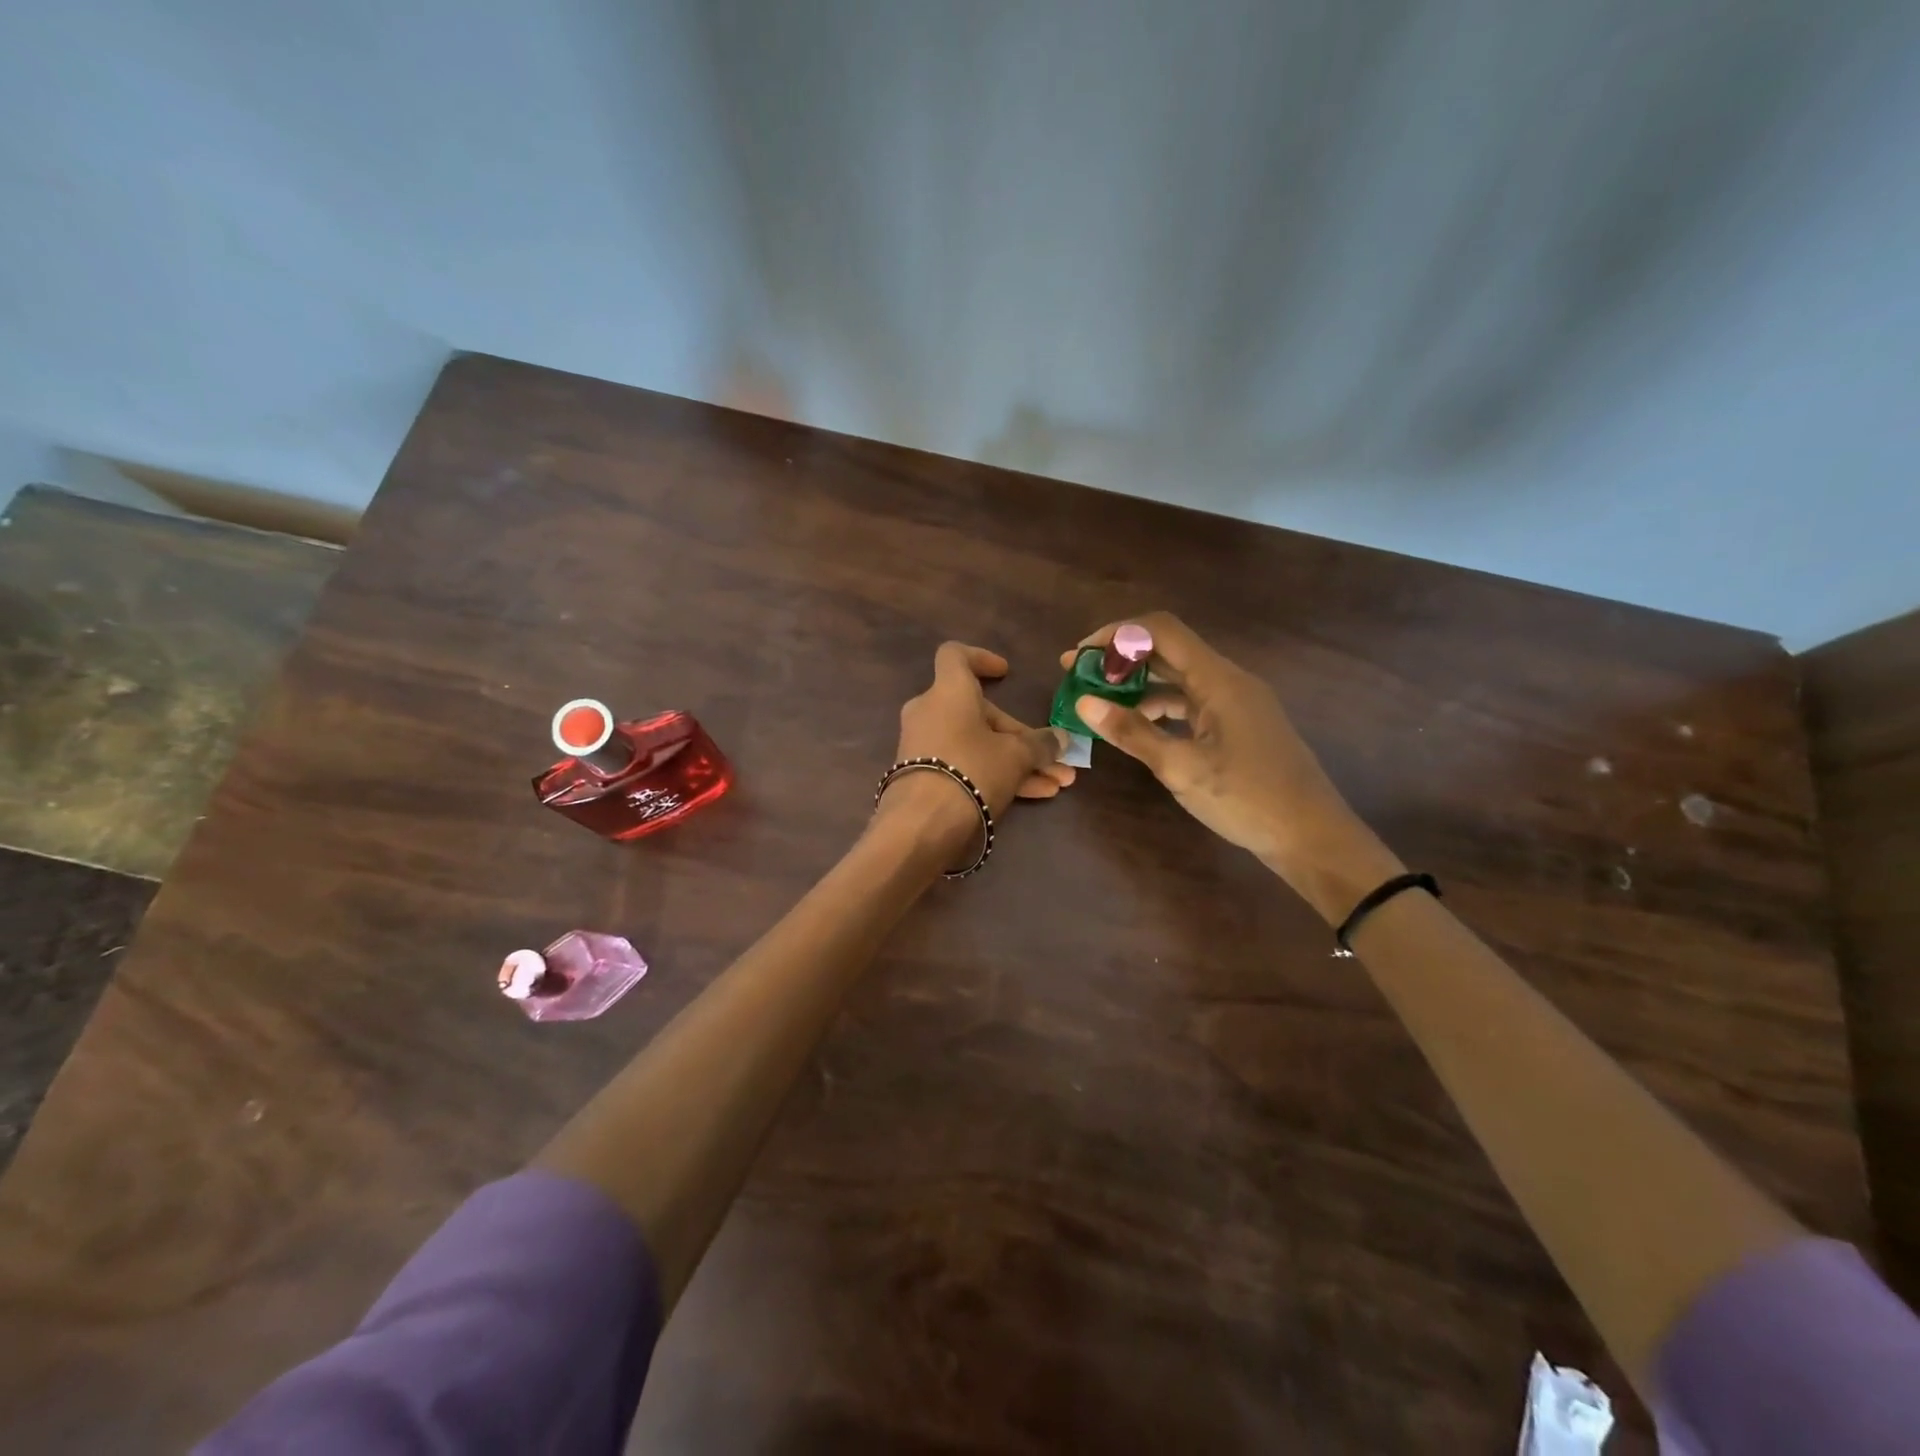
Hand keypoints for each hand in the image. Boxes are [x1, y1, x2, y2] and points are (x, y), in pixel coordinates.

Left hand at [878, 642, 1073, 859]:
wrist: (922, 824)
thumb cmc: (972, 770)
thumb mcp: (1016, 756)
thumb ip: (1041, 745)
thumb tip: (1061, 740)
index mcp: (948, 691)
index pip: (955, 656)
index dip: (981, 659)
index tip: (1005, 672)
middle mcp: (931, 712)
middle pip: (980, 713)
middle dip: (1023, 737)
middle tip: (1055, 757)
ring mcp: (926, 746)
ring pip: (979, 744)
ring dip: (1019, 762)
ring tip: (1058, 784)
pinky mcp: (924, 776)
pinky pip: (967, 765)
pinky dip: (998, 775)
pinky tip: (1038, 795)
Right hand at [1064, 612, 1400, 920]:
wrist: (1312, 836)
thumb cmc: (1247, 799)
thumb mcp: (1181, 768)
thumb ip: (1132, 732)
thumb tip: (1084, 702)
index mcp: (1219, 679)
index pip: (1161, 631)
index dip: (1117, 634)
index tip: (1080, 655)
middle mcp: (1229, 681)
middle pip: (1168, 651)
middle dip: (1121, 659)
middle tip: (1078, 676)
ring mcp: (1237, 703)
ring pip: (1179, 679)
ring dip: (1138, 685)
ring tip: (1100, 704)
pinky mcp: (1239, 725)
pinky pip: (1191, 702)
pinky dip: (1160, 707)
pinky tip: (1138, 727)